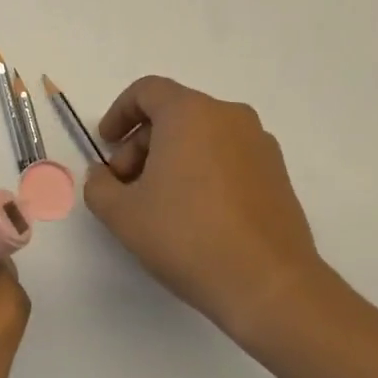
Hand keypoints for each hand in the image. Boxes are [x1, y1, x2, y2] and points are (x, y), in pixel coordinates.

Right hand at [84, 76, 328, 347]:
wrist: (270, 286)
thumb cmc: (188, 237)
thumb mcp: (122, 214)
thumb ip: (99, 186)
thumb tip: (103, 176)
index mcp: (190, 112)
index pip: (146, 91)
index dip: (119, 114)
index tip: (107, 146)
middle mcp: (228, 116)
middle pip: (173, 114)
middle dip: (142, 144)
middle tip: (127, 186)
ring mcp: (259, 144)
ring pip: (202, 136)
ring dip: (172, 159)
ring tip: (159, 205)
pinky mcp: (278, 174)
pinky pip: (228, 156)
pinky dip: (203, 171)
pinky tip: (195, 214)